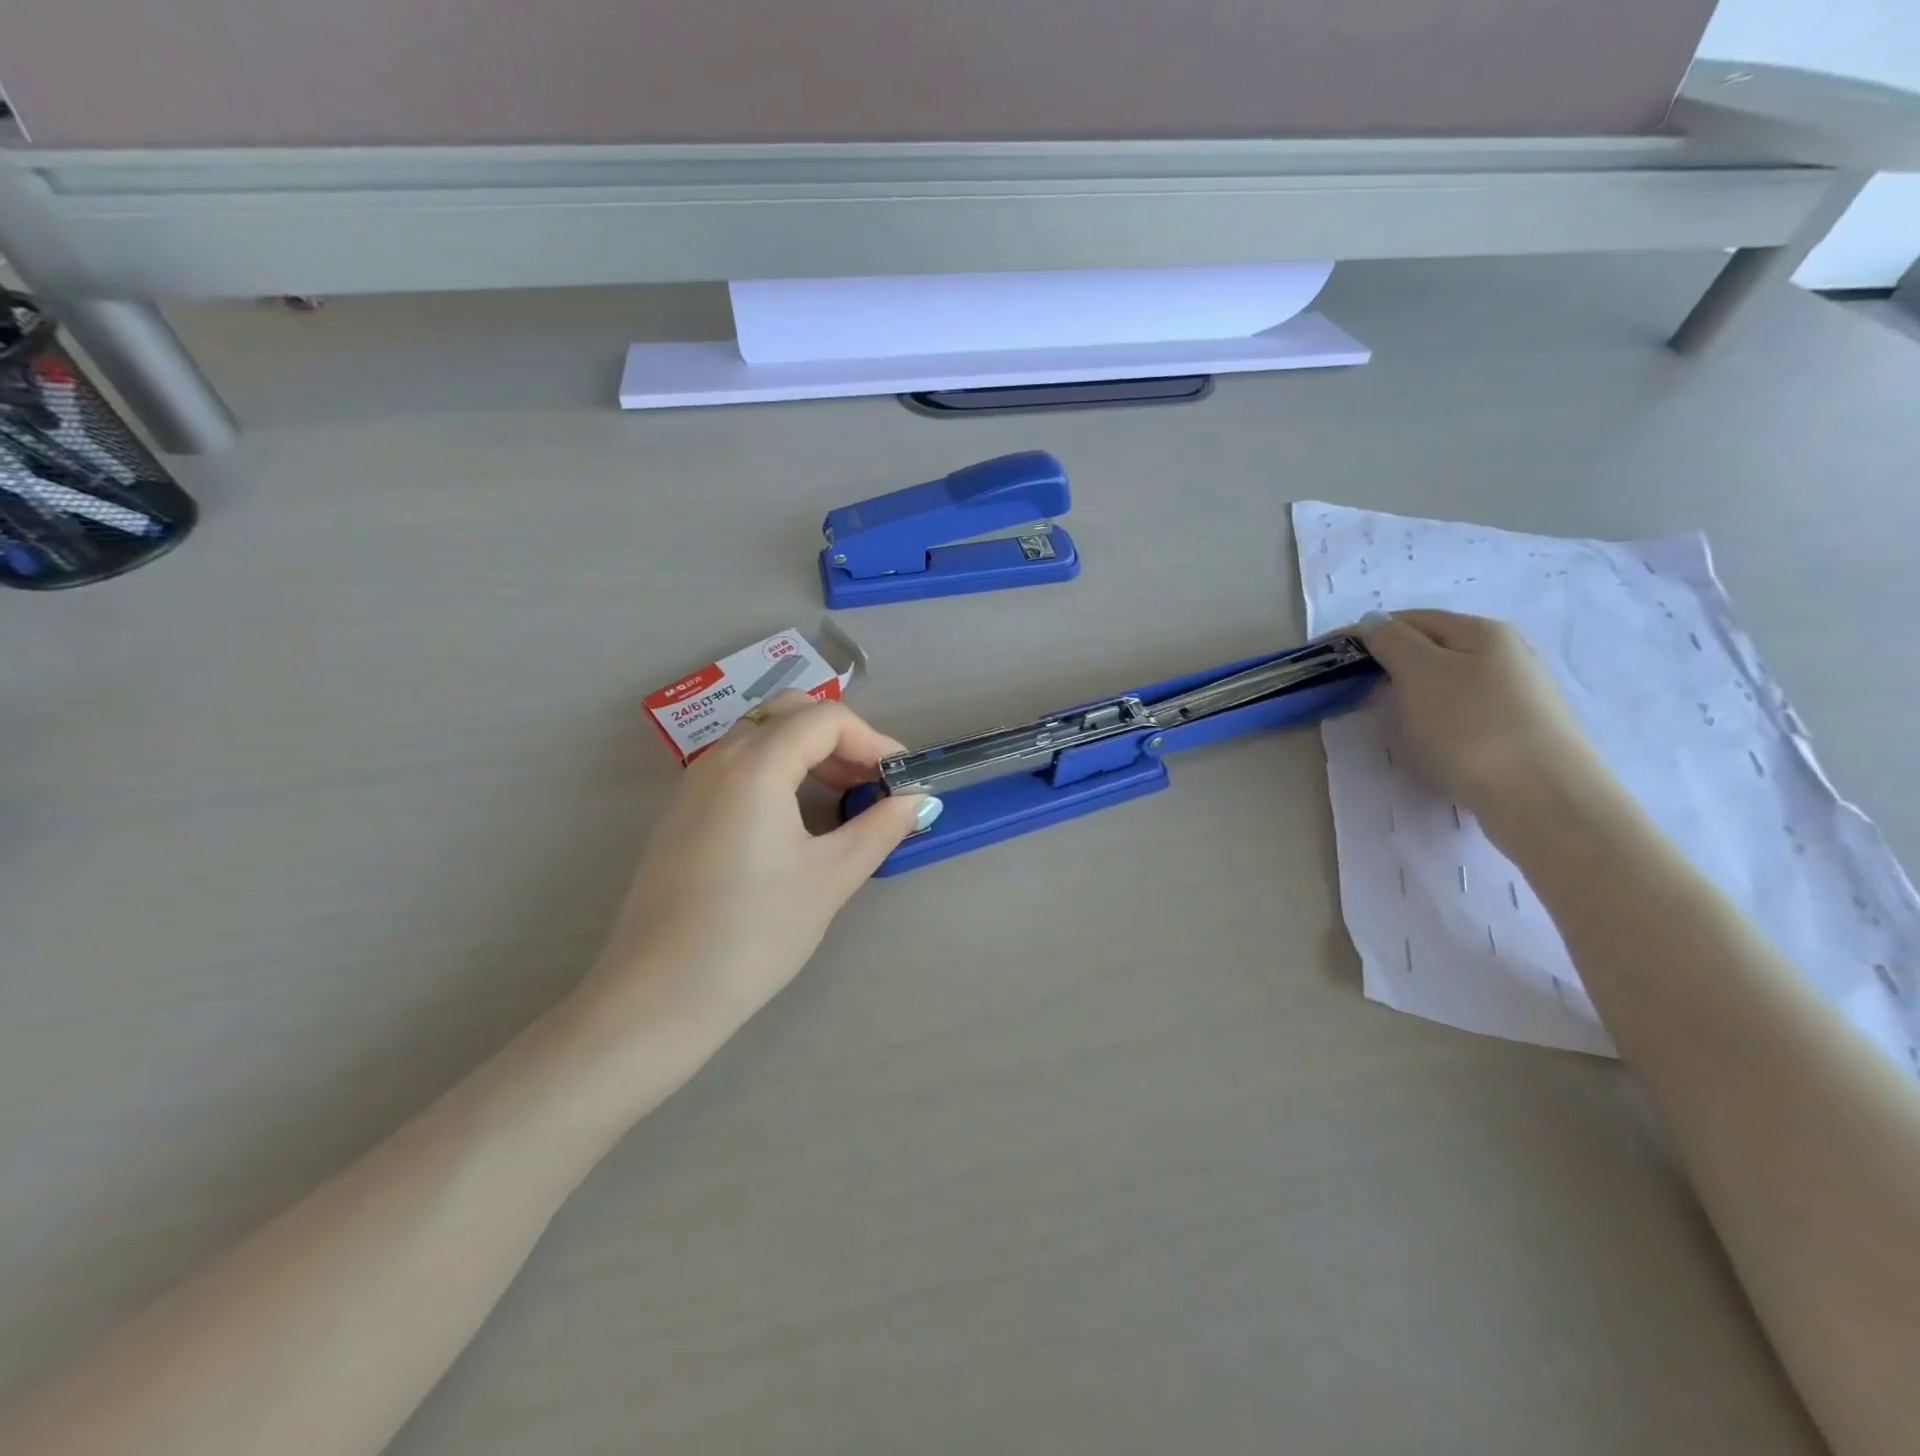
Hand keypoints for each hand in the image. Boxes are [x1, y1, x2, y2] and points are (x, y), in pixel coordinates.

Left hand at [582, 693, 933, 1036]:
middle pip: (789, 713)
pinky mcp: (682, 813)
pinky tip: (797, 819)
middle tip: (870, 781)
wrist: (659, 996)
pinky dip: (778, 770)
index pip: (826, 718)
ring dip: (808, 752)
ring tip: (843, 799)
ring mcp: (693, 785)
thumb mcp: (830, 878)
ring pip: (760, 737)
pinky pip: (738, 766)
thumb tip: (917, 801)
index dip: (873, 739)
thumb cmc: (754, 932)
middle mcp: (720, 760)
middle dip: (840, 737)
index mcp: (756, 765)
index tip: (900, 778)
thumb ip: (879, 829)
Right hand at [1356, 610, 1617, 838]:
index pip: (1408, 619)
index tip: (1328, 660)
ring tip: (1389, 722)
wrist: (1545, 799)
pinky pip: (1462, 712)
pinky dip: (1435, 720)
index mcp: (1480, 631)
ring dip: (1410, 695)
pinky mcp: (1520, 730)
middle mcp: (1505, 653)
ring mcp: (1517, 692)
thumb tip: (1374, 622)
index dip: (1364, 635)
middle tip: (1352, 694)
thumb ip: (1392, 642)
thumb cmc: (1472, 728)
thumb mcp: (1421, 674)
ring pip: (1446, 682)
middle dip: (1387, 666)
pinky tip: (1430, 743)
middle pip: (1430, 649)